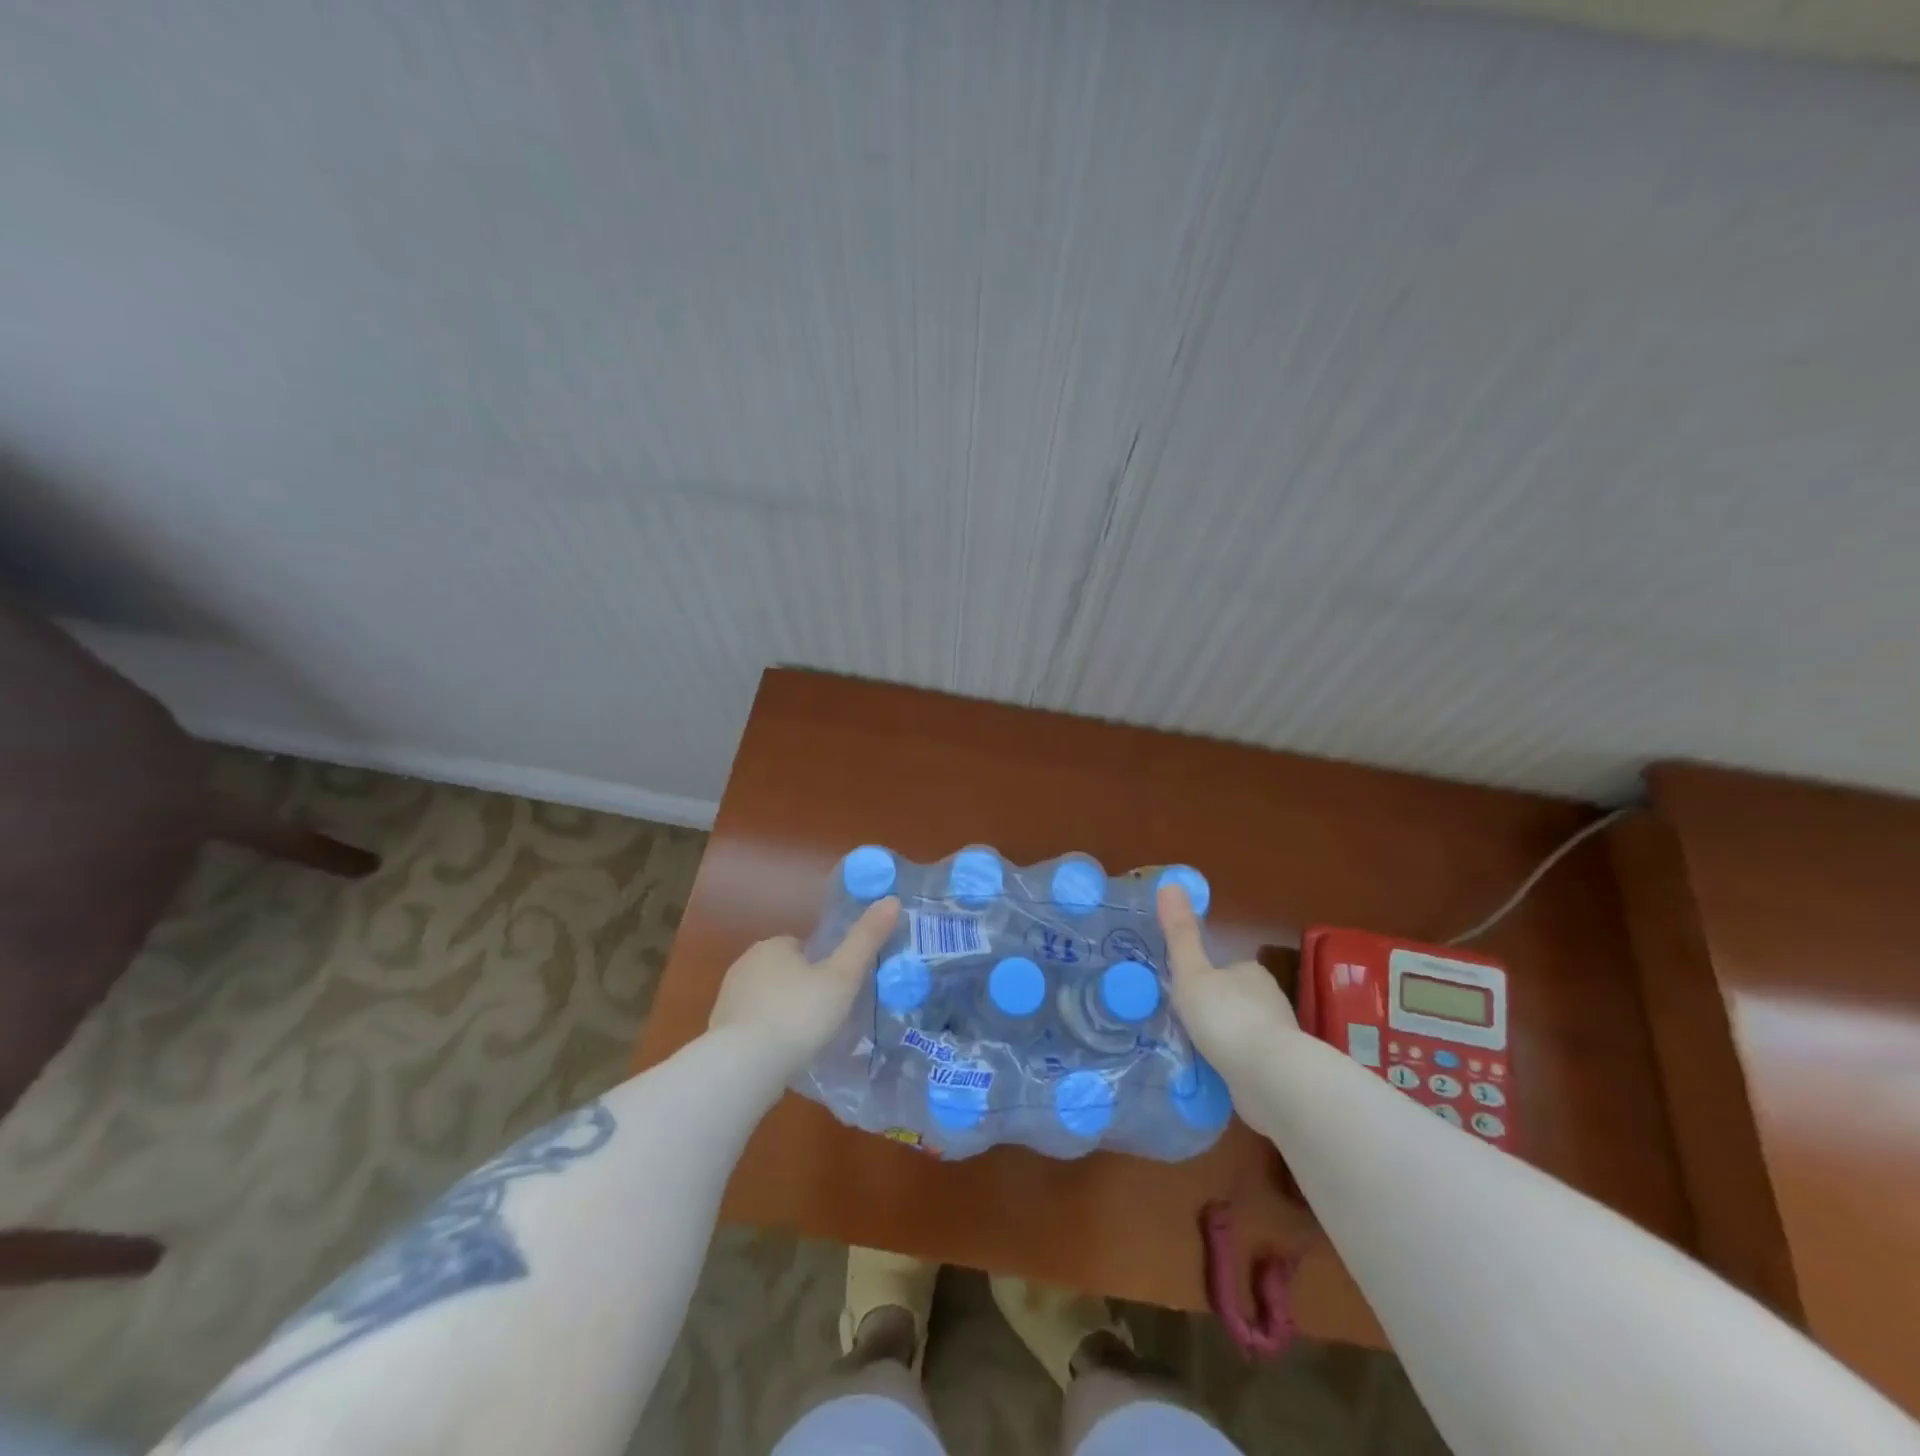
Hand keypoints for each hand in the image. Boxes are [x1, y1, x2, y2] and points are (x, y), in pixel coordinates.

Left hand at [709, 897, 900, 1077]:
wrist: (743, 1066)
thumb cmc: (799, 1014)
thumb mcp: (843, 977)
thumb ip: (866, 940)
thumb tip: (892, 900)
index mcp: (773, 945)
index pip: (801, 946)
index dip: (822, 965)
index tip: (838, 989)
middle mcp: (745, 964)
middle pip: (783, 971)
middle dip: (801, 989)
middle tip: (827, 1016)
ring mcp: (728, 999)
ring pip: (765, 999)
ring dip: (782, 1014)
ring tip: (807, 1041)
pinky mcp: (718, 1032)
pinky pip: (750, 1027)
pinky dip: (765, 1037)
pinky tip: (781, 1058)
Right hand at [1157, 884, 1298, 1075]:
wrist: (1271, 1079)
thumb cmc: (1226, 1017)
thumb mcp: (1191, 973)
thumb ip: (1180, 934)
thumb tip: (1169, 883)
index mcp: (1251, 972)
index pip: (1226, 968)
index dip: (1205, 978)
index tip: (1184, 993)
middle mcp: (1270, 1000)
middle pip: (1235, 999)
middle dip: (1215, 1010)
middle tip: (1184, 1024)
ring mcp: (1278, 1038)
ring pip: (1244, 1032)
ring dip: (1225, 1040)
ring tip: (1196, 1052)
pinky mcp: (1281, 1072)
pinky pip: (1250, 1062)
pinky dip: (1234, 1066)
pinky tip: (1217, 1075)